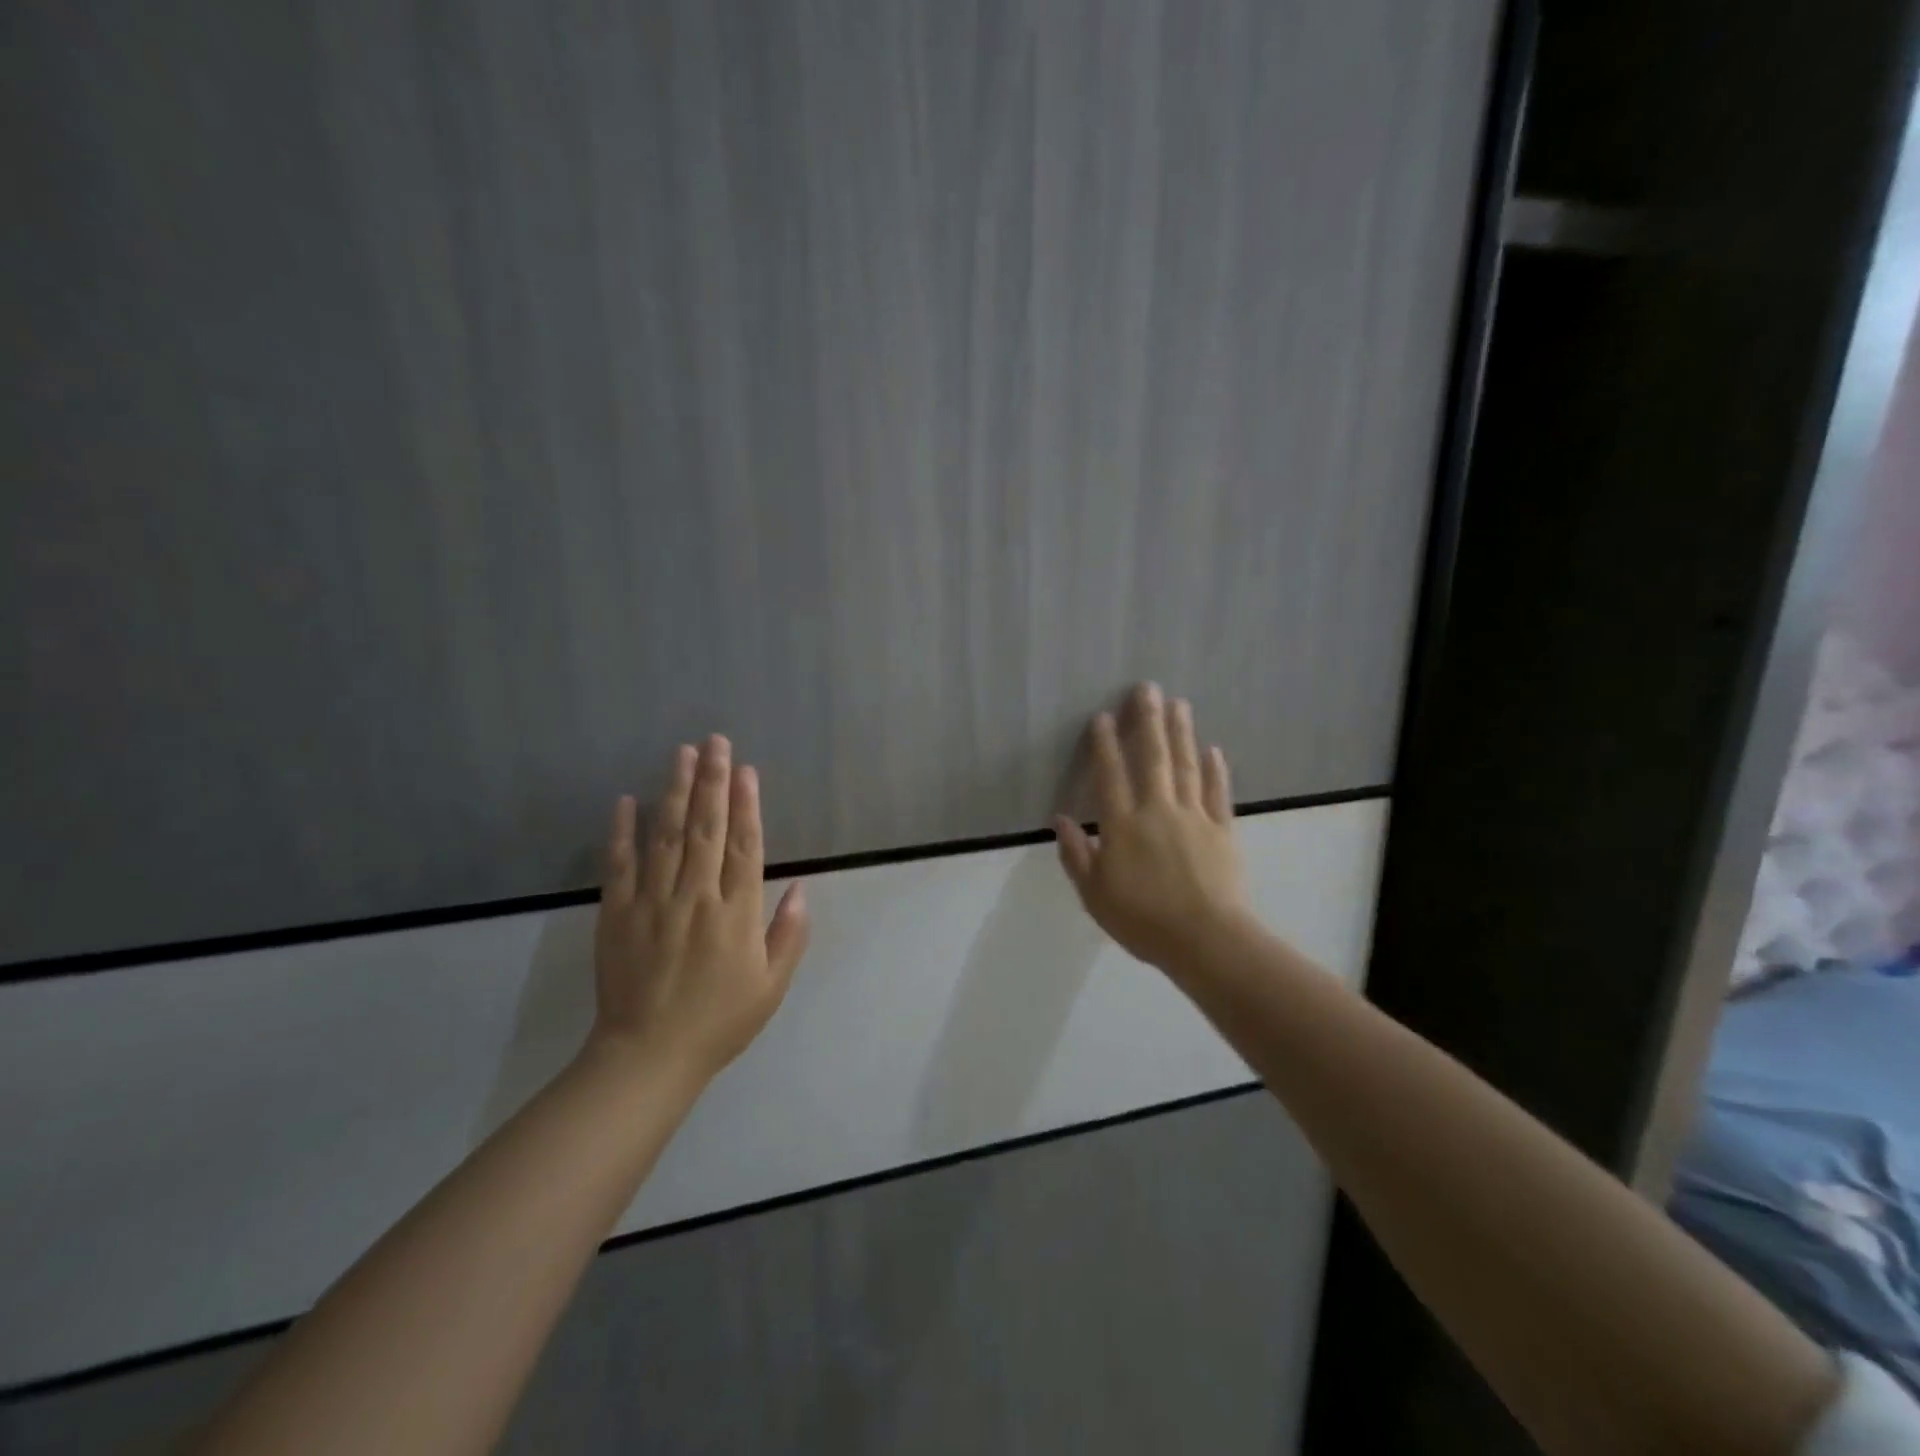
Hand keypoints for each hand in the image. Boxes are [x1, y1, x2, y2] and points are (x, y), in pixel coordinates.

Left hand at [589, 735, 810, 1085]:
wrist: (647, 1057)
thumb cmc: (719, 1022)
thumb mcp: (771, 987)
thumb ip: (789, 935)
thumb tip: (800, 888)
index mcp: (736, 914)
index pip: (744, 846)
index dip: (747, 805)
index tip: (746, 770)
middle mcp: (696, 896)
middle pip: (706, 828)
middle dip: (712, 781)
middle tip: (715, 741)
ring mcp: (653, 902)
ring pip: (666, 835)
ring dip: (675, 790)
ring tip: (682, 753)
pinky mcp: (617, 913)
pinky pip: (619, 864)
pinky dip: (622, 831)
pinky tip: (626, 800)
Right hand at [1055, 684, 1250, 970]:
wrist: (1206, 941)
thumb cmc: (1143, 921)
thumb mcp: (1095, 895)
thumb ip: (1077, 855)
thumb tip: (1060, 820)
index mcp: (1123, 827)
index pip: (1110, 776)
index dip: (1104, 745)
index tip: (1103, 716)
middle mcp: (1157, 811)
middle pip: (1152, 759)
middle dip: (1148, 721)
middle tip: (1147, 688)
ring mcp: (1194, 818)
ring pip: (1186, 767)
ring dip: (1181, 733)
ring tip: (1179, 703)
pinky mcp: (1222, 831)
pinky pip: (1217, 794)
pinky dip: (1216, 770)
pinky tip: (1213, 750)